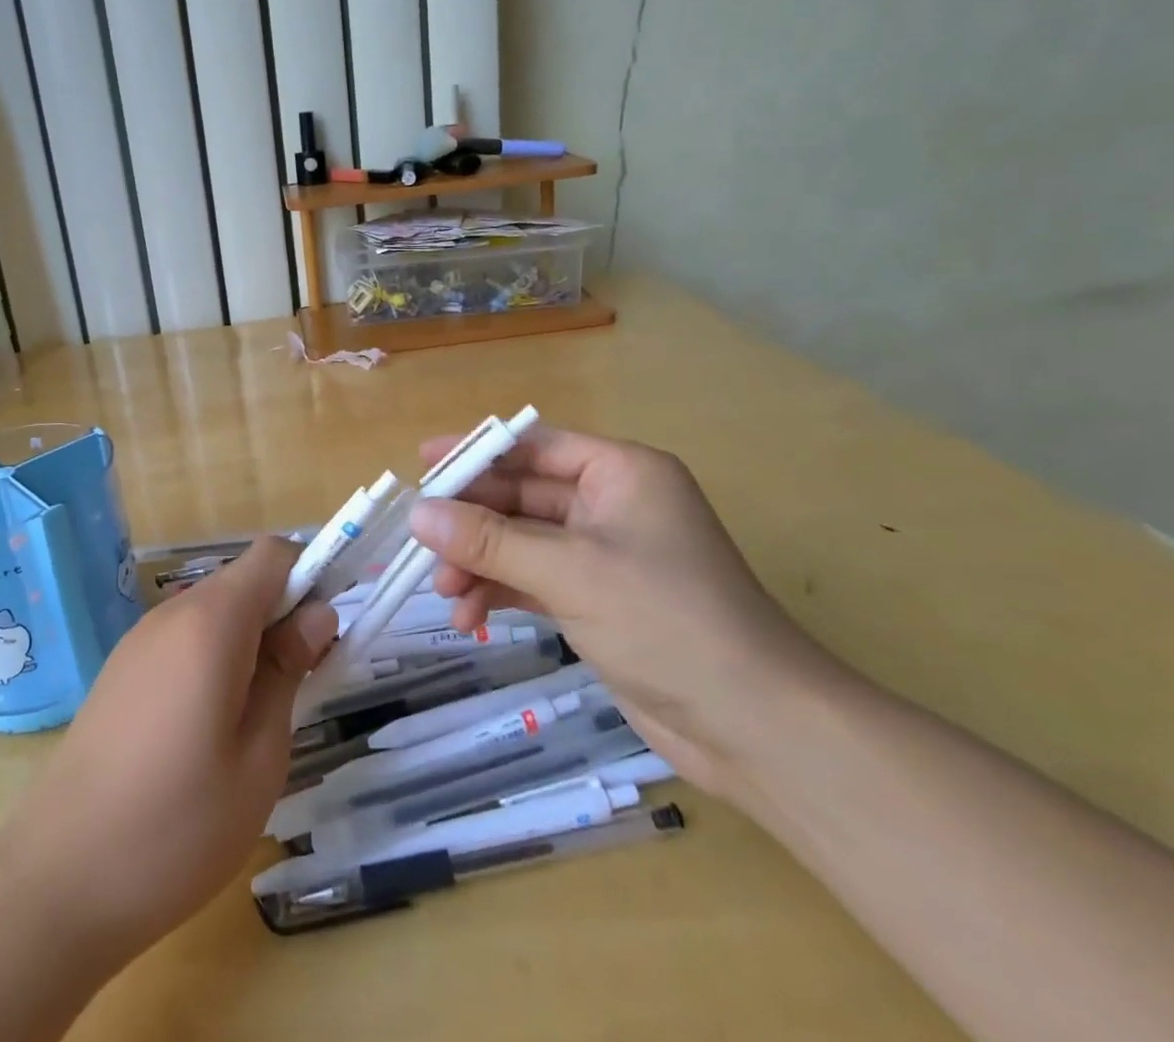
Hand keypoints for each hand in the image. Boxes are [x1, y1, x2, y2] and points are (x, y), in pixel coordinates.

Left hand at [0, 536, 337, 963]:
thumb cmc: (176, 827)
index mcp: (211, 622)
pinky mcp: (120, 670)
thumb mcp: (260, 756)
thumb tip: (316, 615)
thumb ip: (289, 671)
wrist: (54, 884)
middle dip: (282, 617)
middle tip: (299, 687)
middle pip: (244, 582)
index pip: (274, 554)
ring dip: (248, 643)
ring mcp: (139, 641)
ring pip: (214, 612)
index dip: (309, 579)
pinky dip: (212, 660)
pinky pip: (183, 640)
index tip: (323, 637)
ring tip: (254, 720)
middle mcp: (171, 614)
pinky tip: (206, 730)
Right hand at [409, 427, 833, 796]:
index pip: (535, 446)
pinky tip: (470, 616)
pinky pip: (534, 580)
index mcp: (621, 472)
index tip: (424, 463)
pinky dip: (501, 591)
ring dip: (481, 561)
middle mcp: (613, 504)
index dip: (477, 452)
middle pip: (523, 496)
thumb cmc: (667, 621)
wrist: (755, 727)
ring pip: (523, 541)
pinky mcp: (598, 600)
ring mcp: (605, 555)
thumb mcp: (571, 571)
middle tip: (422, 544)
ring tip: (444, 591)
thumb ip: (491, 539)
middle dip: (472, 521)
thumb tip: (418, 513)